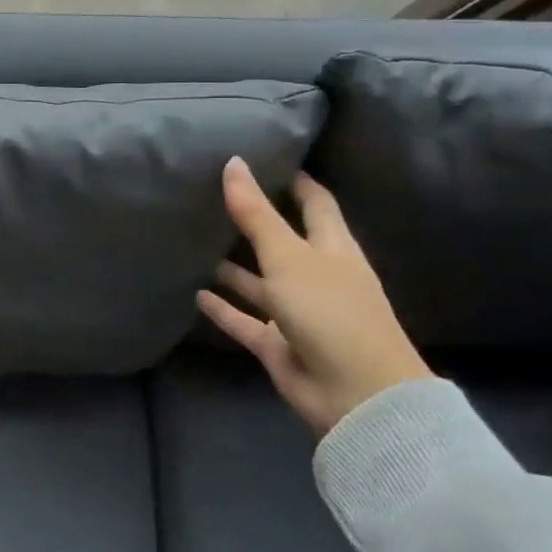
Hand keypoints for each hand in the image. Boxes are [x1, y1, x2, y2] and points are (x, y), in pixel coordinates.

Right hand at [196, 157, 430, 435]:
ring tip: (196, 241)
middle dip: (256, 222)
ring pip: (260, 283)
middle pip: (283, 241)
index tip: (268, 157)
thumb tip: (233, 162)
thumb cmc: (330, 311)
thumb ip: (256, 213)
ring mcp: (296, 312)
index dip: (297, 182)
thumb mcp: (289, 256)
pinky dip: (223, 308)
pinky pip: (245, 321)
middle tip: (214, 196)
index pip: (316, 204)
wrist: (356, 394)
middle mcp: (315, 276)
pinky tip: (195, 293)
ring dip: (234, 267)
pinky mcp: (278, 344)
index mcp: (332, 249)